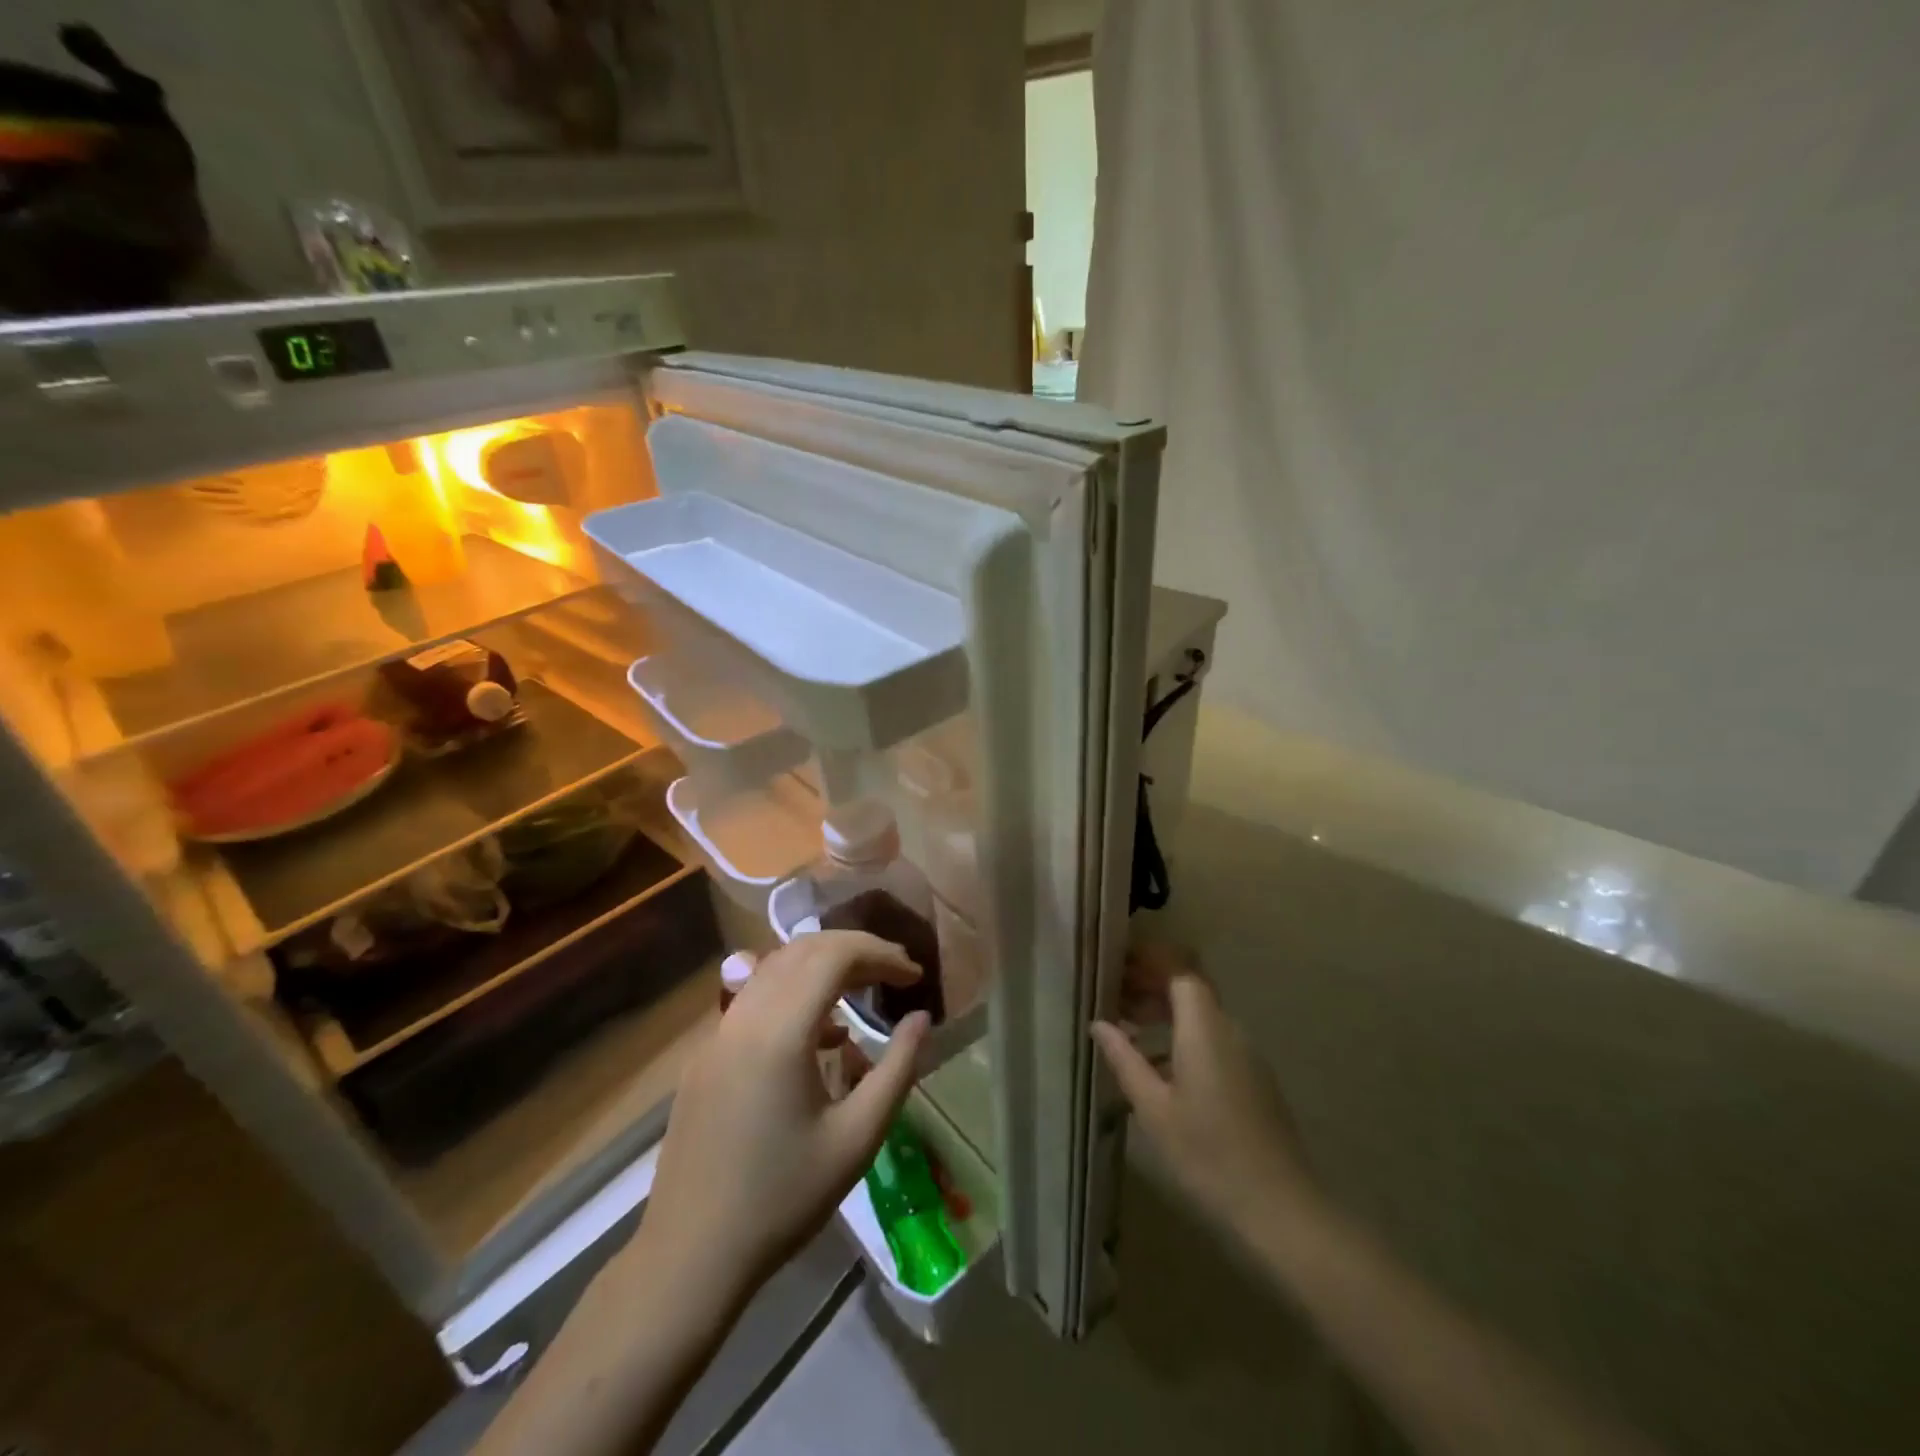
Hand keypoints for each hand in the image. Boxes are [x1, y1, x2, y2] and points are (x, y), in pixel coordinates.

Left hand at [642, 931, 931, 1302]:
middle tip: (894, 972)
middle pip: (803, 950)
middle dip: (855, 950)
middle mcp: (744, 1017)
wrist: (690, 1256)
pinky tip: (820, 1033)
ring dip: (822, 965)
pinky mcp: (706, 1054)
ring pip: (774, 967)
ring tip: (863, 990)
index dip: (880, 953)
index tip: (914, 974)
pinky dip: (793, 992)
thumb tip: (920, 1018)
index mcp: (780, 1032)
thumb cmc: (782, 1199)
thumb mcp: (857, 1139)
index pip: (834, 956)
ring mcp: (717, 1033)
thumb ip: (897, 1069)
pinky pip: (754, 998)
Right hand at [1092, 946, 1320, 1239]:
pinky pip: (1213, 1037)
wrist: (1280, 1207)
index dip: (1148, 960)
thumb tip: (1099, 1024)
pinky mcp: (1253, 1077)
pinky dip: (1182, 1035)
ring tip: (1127, 1029)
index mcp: (1204, 1028)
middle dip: (1150, 985)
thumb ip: (1125, 1059)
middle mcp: (1228, 1029)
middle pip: (1189, 988)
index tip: (1117, 964)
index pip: (1178, 969)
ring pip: (1201, 1014)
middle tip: (1113, 997)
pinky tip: (1157, 1066)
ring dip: (1164, 1012)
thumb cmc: (1208, 1153)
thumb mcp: (1154, 1108)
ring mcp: (1246, 1053)